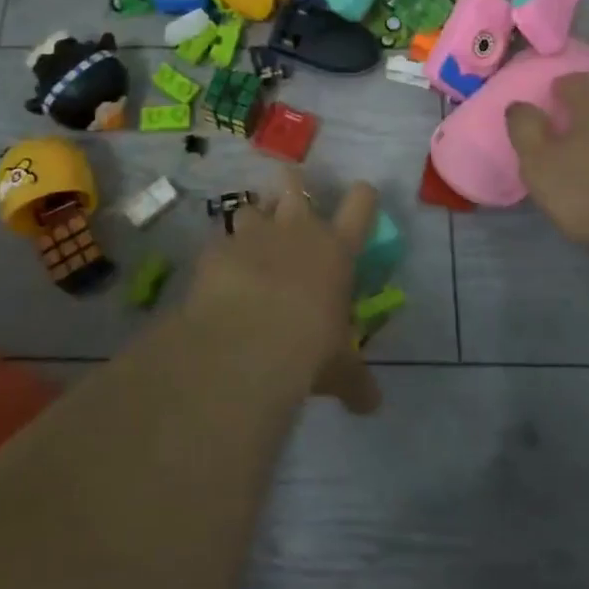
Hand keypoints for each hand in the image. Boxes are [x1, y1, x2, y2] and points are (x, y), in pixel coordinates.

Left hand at [187, 171, 381, 414]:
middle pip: (294, 183)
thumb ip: (355, 381)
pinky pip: (218, 240)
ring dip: (251, 219)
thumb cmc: (309, 347)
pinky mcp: (216, 248)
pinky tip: (217, 272)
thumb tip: (371, 405)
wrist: (249, 339)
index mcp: (336, 249)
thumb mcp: (339, 369)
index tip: (362, 194)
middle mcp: (296, 229)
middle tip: (290, 198)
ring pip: (250, 205)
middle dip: (291, 185)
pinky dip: (220, 252)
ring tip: (249, 238)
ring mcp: (253, 233)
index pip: (361, 205)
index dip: (363, 196)